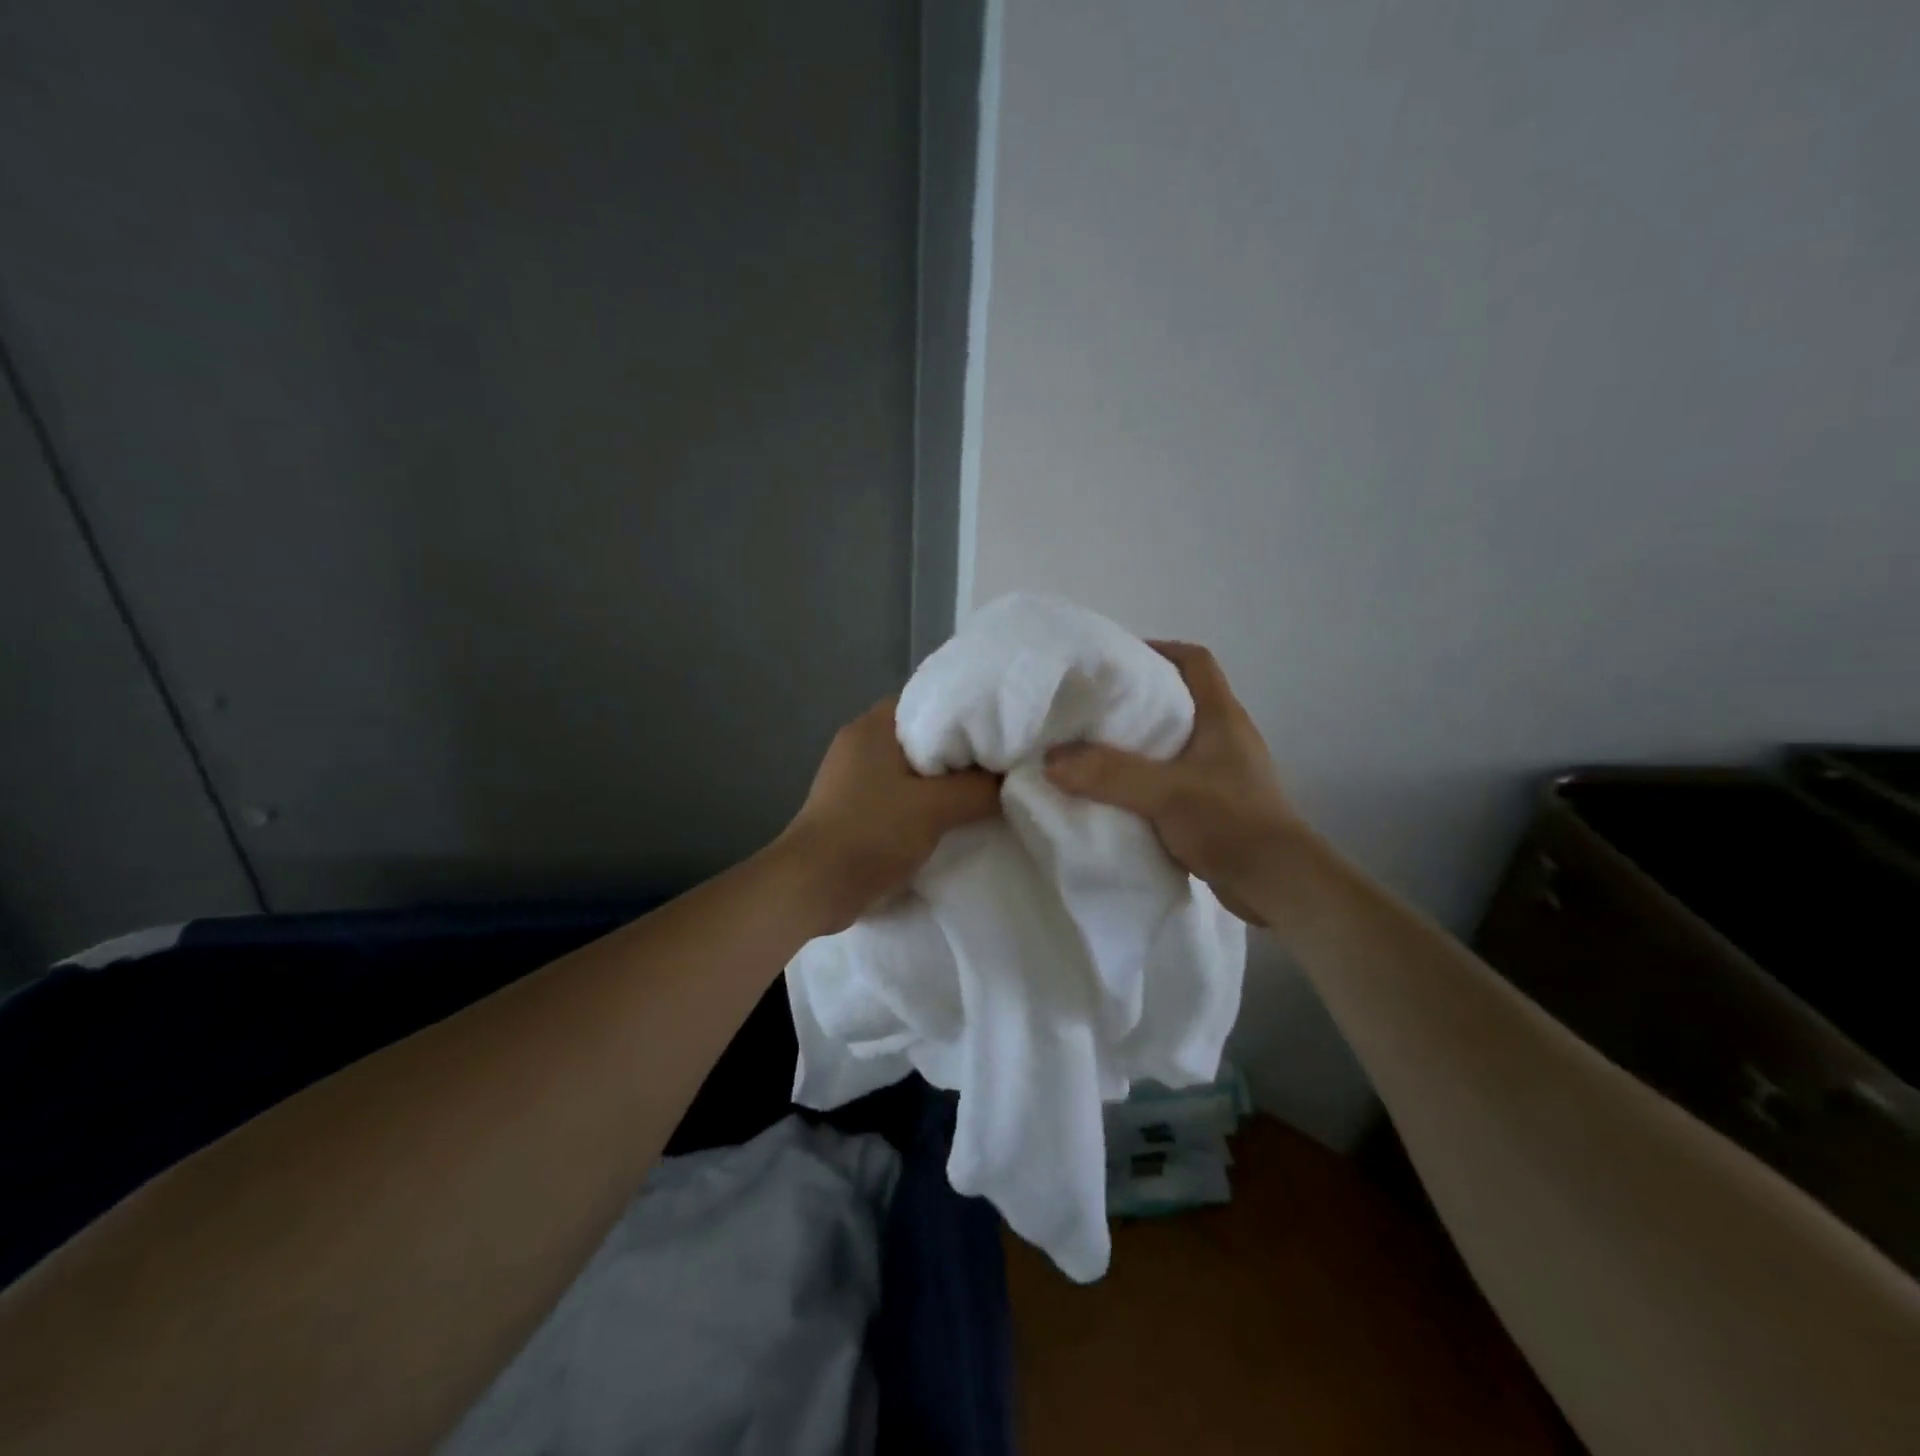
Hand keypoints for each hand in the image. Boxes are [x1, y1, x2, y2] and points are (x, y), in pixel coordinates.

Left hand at [779, 698, 1001, 934]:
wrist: (813, 887)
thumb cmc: (871, 833)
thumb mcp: (936, 808)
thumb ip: (979, 789)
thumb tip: (1013, 779)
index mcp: (874, 725)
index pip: (931, 701)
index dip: (970, 713)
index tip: (1004, 731)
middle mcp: (861, 742)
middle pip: (925, 737)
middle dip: (962, 753)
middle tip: (1003, 765)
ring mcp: (854, 776)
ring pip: (914, 769)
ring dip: (945, 782)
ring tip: (986, 792)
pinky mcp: (855, 806)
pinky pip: (901, 794)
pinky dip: (926, 802)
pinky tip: (954, 818)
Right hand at [1044, 641, 1296, 924]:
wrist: (1277, 884)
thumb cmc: (1230, 822)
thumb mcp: (1165, 793)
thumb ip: (1109, 774)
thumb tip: (1051, 759)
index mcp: (1222, 717)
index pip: (1195, 661)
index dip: (1158, 650)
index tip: (1115, 661)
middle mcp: (1225, 737)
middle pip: (1178, 701)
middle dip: (1135, 701)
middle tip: (1090, 709)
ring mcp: (1222, 773)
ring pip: (1172, 744)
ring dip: (1137, 746)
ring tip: (1092, 750)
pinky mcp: (1214, 805)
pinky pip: (1171, 780)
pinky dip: (1144, 782)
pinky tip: (1115, 795)